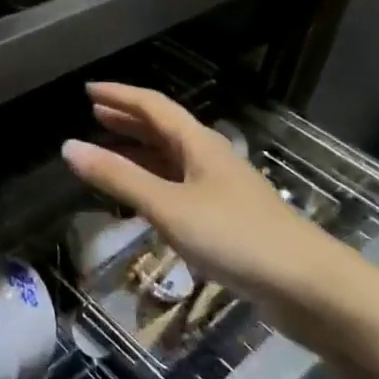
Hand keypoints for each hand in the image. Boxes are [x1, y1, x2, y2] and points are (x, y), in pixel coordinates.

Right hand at [62, 83, 357, 326]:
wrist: (310, 288)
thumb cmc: (236, 237)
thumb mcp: (168, 206)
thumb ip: (119, 178)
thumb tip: (68, 147)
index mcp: (198, 143)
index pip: (153, 106)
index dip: (120, 95)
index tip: (88, 90)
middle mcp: (209, 158)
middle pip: (163, 129)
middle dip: (128, 120)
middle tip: (94, 116)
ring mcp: (221, 189)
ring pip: (172, 159)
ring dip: (139, 151)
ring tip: (108, 152)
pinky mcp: (228, 220)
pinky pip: (179, 187)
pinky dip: (153, 182)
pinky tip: (143, 198)